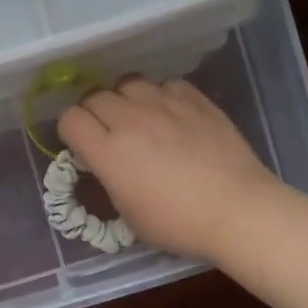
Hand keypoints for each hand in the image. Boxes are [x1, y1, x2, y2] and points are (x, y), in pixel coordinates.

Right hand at [59, 78, 280, 261]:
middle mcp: (131, 120)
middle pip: (94, 96)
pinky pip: (165, 84)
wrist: (238, 211)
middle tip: (107, 132)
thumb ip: (108, 179)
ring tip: (137, 117)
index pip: (70, 119)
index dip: (71, 131)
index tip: (82, 145)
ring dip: (125, 99)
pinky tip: (170, 114)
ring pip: (128, 83)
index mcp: (109, 152)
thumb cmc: (178, 225)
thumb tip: (105, 161)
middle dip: (94, 113)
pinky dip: (160, 95)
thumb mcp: (128, 214)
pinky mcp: (195, 100)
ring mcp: (165, 105)